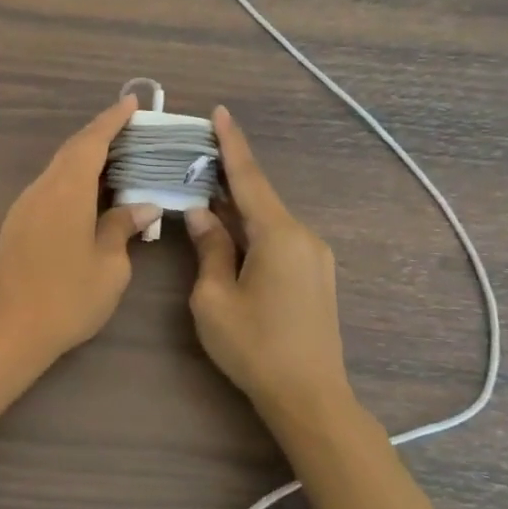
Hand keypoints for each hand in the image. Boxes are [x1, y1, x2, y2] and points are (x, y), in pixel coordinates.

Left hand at [0, 96, 159, 374]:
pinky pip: (49, 188)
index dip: (111, 121)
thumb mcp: (109, 266)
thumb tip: (141, 206)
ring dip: (85, 160)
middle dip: (100, 136)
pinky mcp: (17, 223)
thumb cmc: (68, 298)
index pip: (90, 143)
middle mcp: (41, 190)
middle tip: (132, 130)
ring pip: (57, 169)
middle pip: (71, 152)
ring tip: (118, 160)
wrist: (11, 329)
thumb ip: (122, 227)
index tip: (131, 104)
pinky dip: (72, 180)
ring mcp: (24, 206)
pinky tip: (90, 194)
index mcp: (66, 192)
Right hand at [184, 106, 355, 433]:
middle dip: (226, 175)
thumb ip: (209, 248)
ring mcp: (314, 257)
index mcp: (278, 235)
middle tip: (193, 155)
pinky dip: (249, 227)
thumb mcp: (213, 297)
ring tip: (201, 191)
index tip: (219, 112)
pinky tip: (226, 230)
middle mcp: (303, 236)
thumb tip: (202, 214)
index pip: (249, 178)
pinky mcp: (314, 275)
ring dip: (235, 205)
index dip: (231, 144)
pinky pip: (276, 238)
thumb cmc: (253, 346)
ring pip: (266, 219)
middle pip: (258, 196)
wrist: (309, 397)